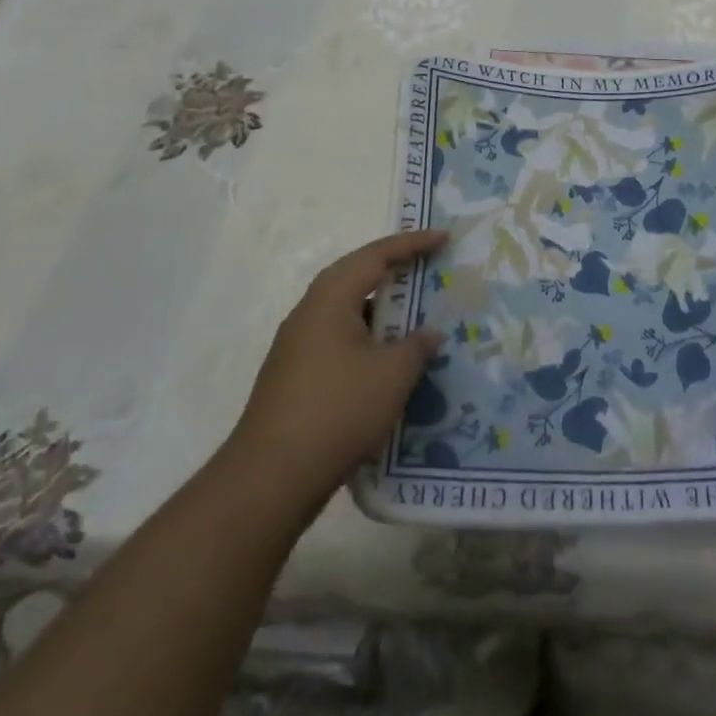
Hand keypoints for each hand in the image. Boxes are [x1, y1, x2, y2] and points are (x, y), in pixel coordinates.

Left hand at [227, 230, 446, 520]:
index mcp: (330, 298)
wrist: (271, 478)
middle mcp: (310, 313)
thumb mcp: (392, 375)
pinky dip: (368, 342)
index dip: (413, 243)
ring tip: (416, 318)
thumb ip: (416, 346)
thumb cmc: (338, 410)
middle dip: (394, 271)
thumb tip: (429, 333)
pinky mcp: (296, 378)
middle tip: (429, 268)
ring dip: (381, 312)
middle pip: (356, 277)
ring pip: (348, 313)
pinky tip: (389, 365)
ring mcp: (298, 347)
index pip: (376, 255)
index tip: (444, 238)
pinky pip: (340, 342)